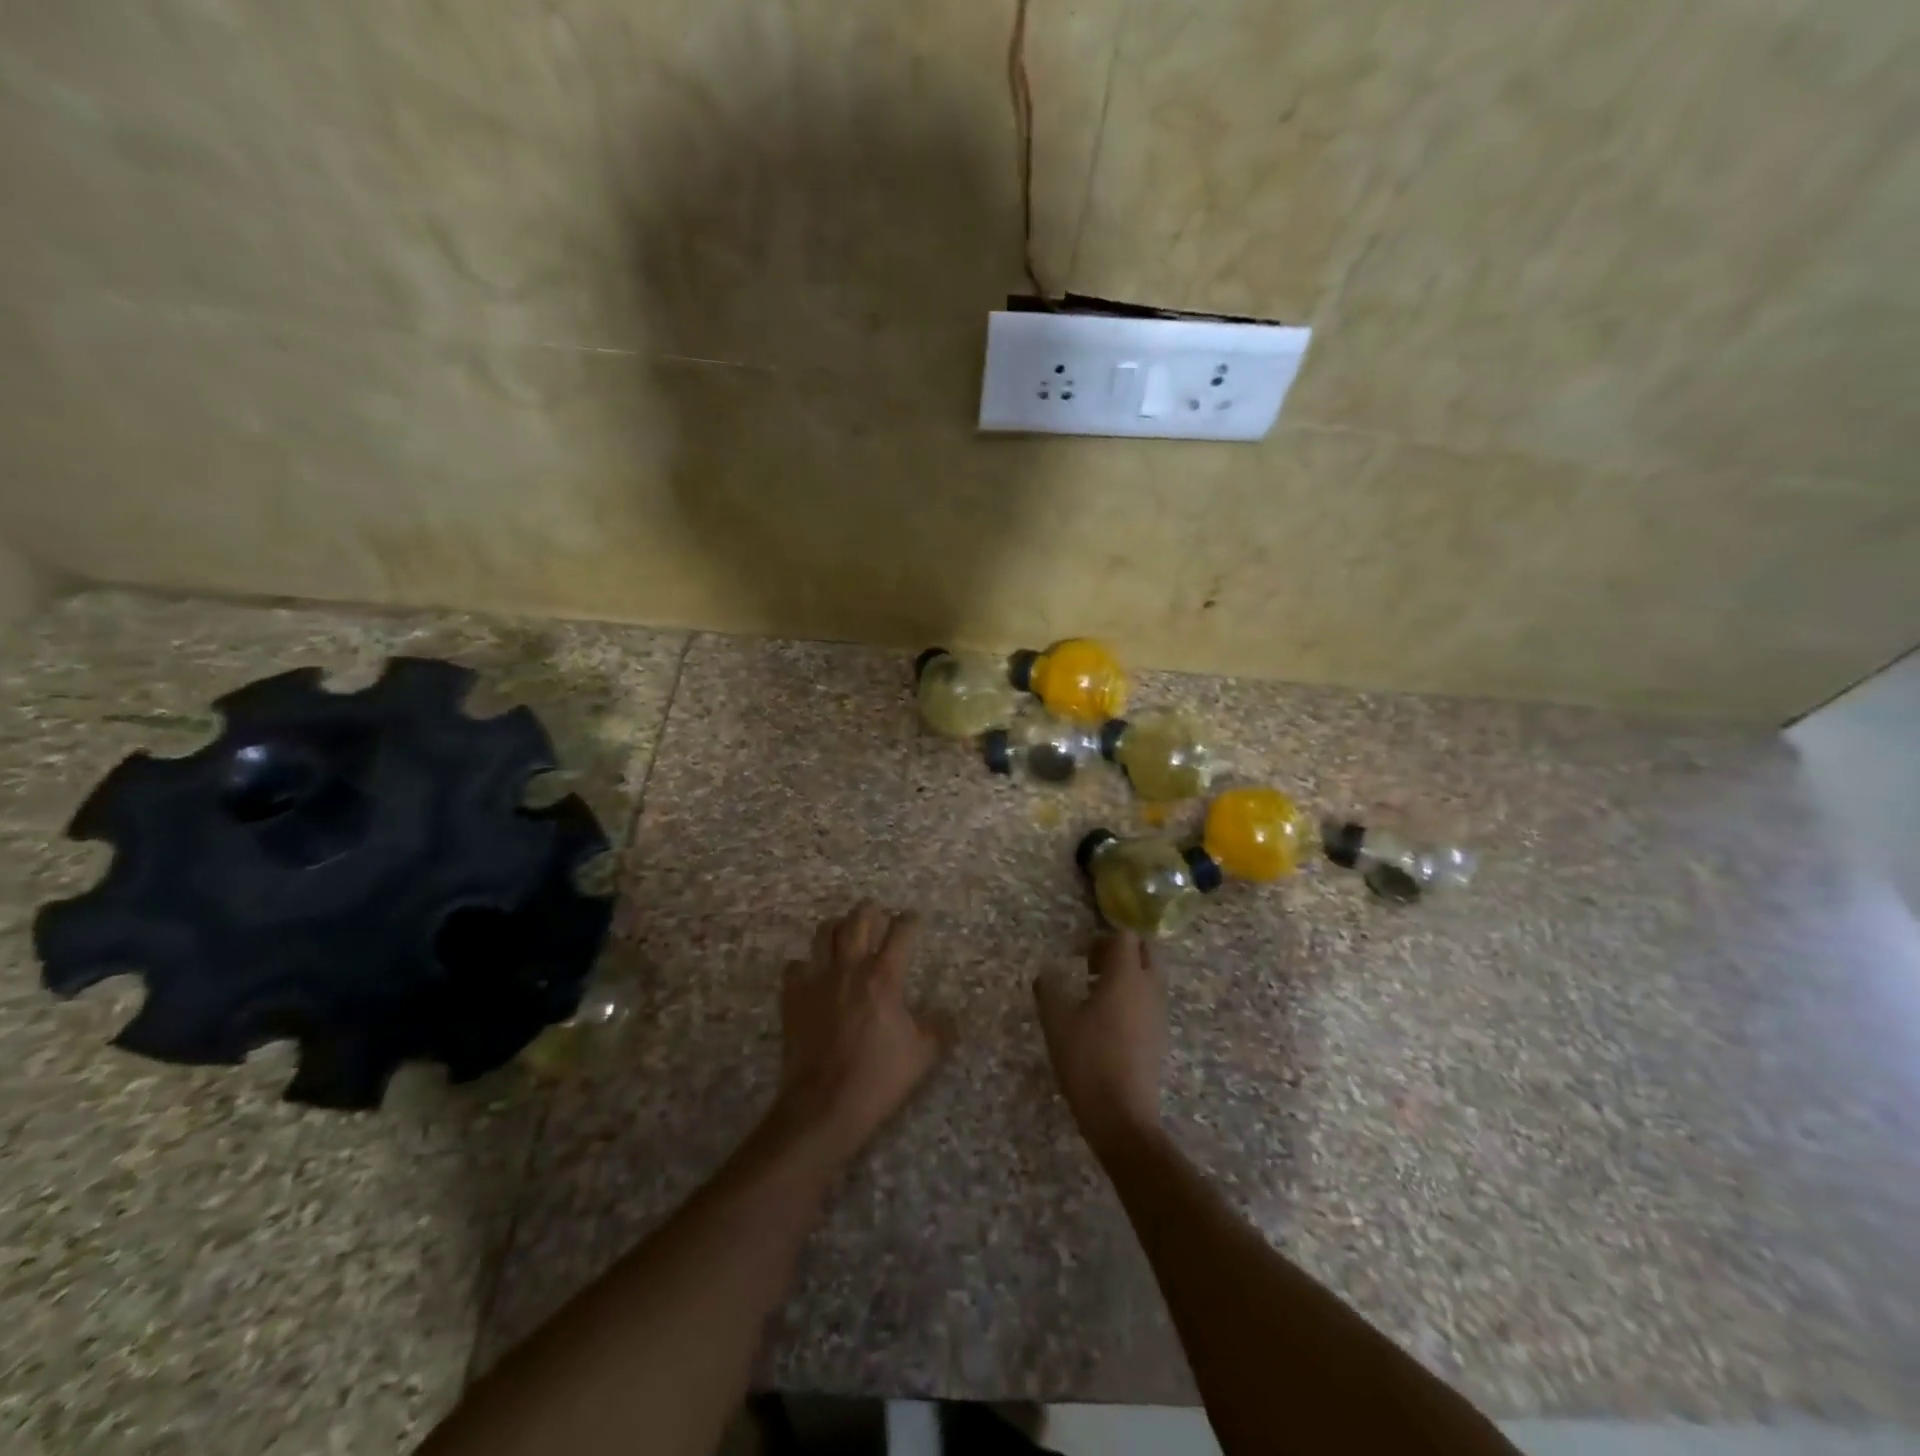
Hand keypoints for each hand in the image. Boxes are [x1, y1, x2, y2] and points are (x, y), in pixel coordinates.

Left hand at [774, 902, 948, 1165]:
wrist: (823, 1105)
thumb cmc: (878, 1078)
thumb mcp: (922, 1056)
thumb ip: (939, 1029)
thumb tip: (951, 1016)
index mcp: (884, 976)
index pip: (901, 931)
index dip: (910, 920)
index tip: (914, 919)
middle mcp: (850, 967)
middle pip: (859, 918)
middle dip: (871, 911)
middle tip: (879, 917)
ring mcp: (817, 979)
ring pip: (823, 932)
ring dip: (837, 927)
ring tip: (845, 934)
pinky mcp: (792, 996)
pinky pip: (796, 965)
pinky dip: (806, 964)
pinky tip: (813, 975)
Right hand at [1034, 932, 1166, 1154]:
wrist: (1122, 1116)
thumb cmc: (1087, 1060)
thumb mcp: (1056, 1022)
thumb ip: (1049, 989)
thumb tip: (1046, 973)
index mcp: (1126, 976)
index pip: (1125, 935)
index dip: (1102, 938)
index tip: (1080, 954)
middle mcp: (1149, 987)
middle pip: (1144, 951)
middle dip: (1119, 951)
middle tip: (1090, 967)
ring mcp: (1158, 1012)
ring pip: (1149, 976)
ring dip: (1127, 974)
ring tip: (1094, 994)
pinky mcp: (1159, 1035)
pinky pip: (1150, 1000)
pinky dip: (1132, 997)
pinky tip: (1106, 1021)